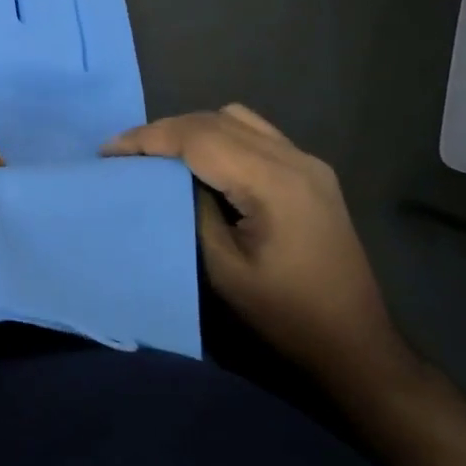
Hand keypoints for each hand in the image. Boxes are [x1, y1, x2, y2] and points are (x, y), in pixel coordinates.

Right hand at [105, 104, 410, 392]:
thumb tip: (166, 177)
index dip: (149, 138)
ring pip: (236, 119)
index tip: (109, 151)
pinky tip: (201, 162)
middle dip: (164, 131)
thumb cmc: (286, 317)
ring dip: (192, 129)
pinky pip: (255, 134)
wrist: (357, 346)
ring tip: (158, 155)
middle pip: (216, 120)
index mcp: (275, 182)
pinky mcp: (310, 172)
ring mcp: (307, 161)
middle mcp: (294, 158)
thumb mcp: (224, 270)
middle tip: (124, 154)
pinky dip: (220, 136)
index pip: (199, 137)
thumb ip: (193, 210)